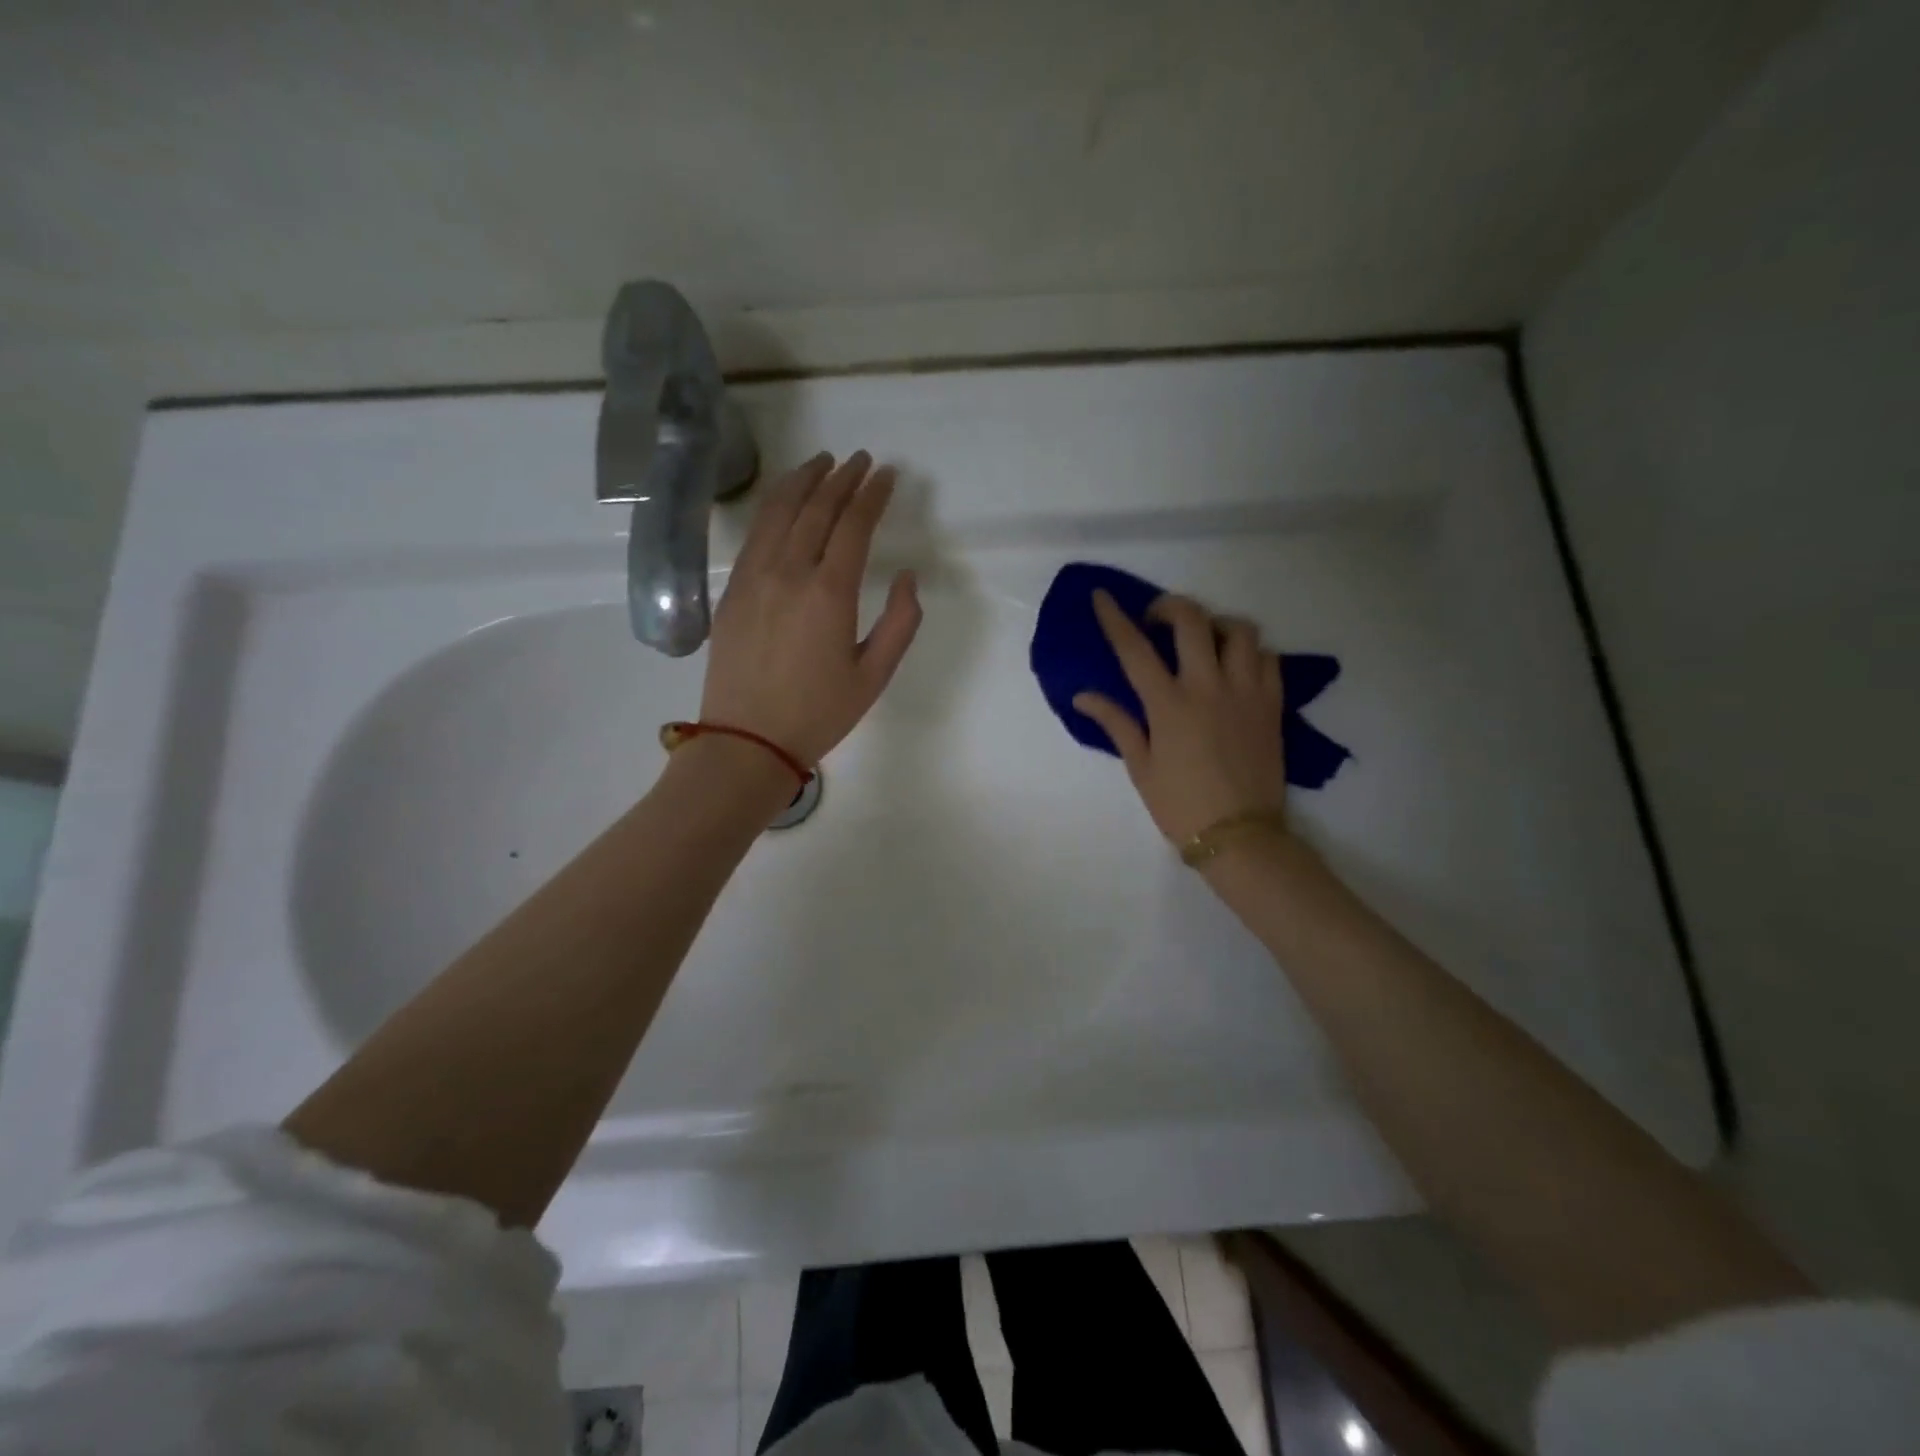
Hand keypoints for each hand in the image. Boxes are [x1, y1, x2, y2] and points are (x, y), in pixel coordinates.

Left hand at [700, 451, 921, 765]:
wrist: (747, 740)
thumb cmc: (818, 713)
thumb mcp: (874, 675)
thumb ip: (900, 623)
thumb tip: (907, 577)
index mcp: (830, 593)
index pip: (853, 525)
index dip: (873, 494)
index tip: (887, 474)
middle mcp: (789, 572)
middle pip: (817, 508)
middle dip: (842, 478)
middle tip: (861, 460)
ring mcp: (754, 576)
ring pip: (779, 511)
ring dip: (804, 480)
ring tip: (822, 462)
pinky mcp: (733, 589)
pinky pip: (755, 533)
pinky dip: (773, 506)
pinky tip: (784, 500)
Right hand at [1073, 590, 1286, 842]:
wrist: (1240, 835)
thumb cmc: (1180, 805)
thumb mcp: (1140, 767)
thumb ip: (1116, 723)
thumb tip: (1083, 696)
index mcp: (1168, 705)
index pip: (1134, 649)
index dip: (1114, 618)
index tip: (1102, 596)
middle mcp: (1208, 687)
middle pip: (1192, 620)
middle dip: (1169, 607)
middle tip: (1158, 620)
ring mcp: (1246, 692)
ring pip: (1239, 630)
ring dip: (1216, 625)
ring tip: (1204, 641)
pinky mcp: (1272, 704)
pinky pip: (1268, 658)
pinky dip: (1250, 652)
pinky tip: (1236, 667)